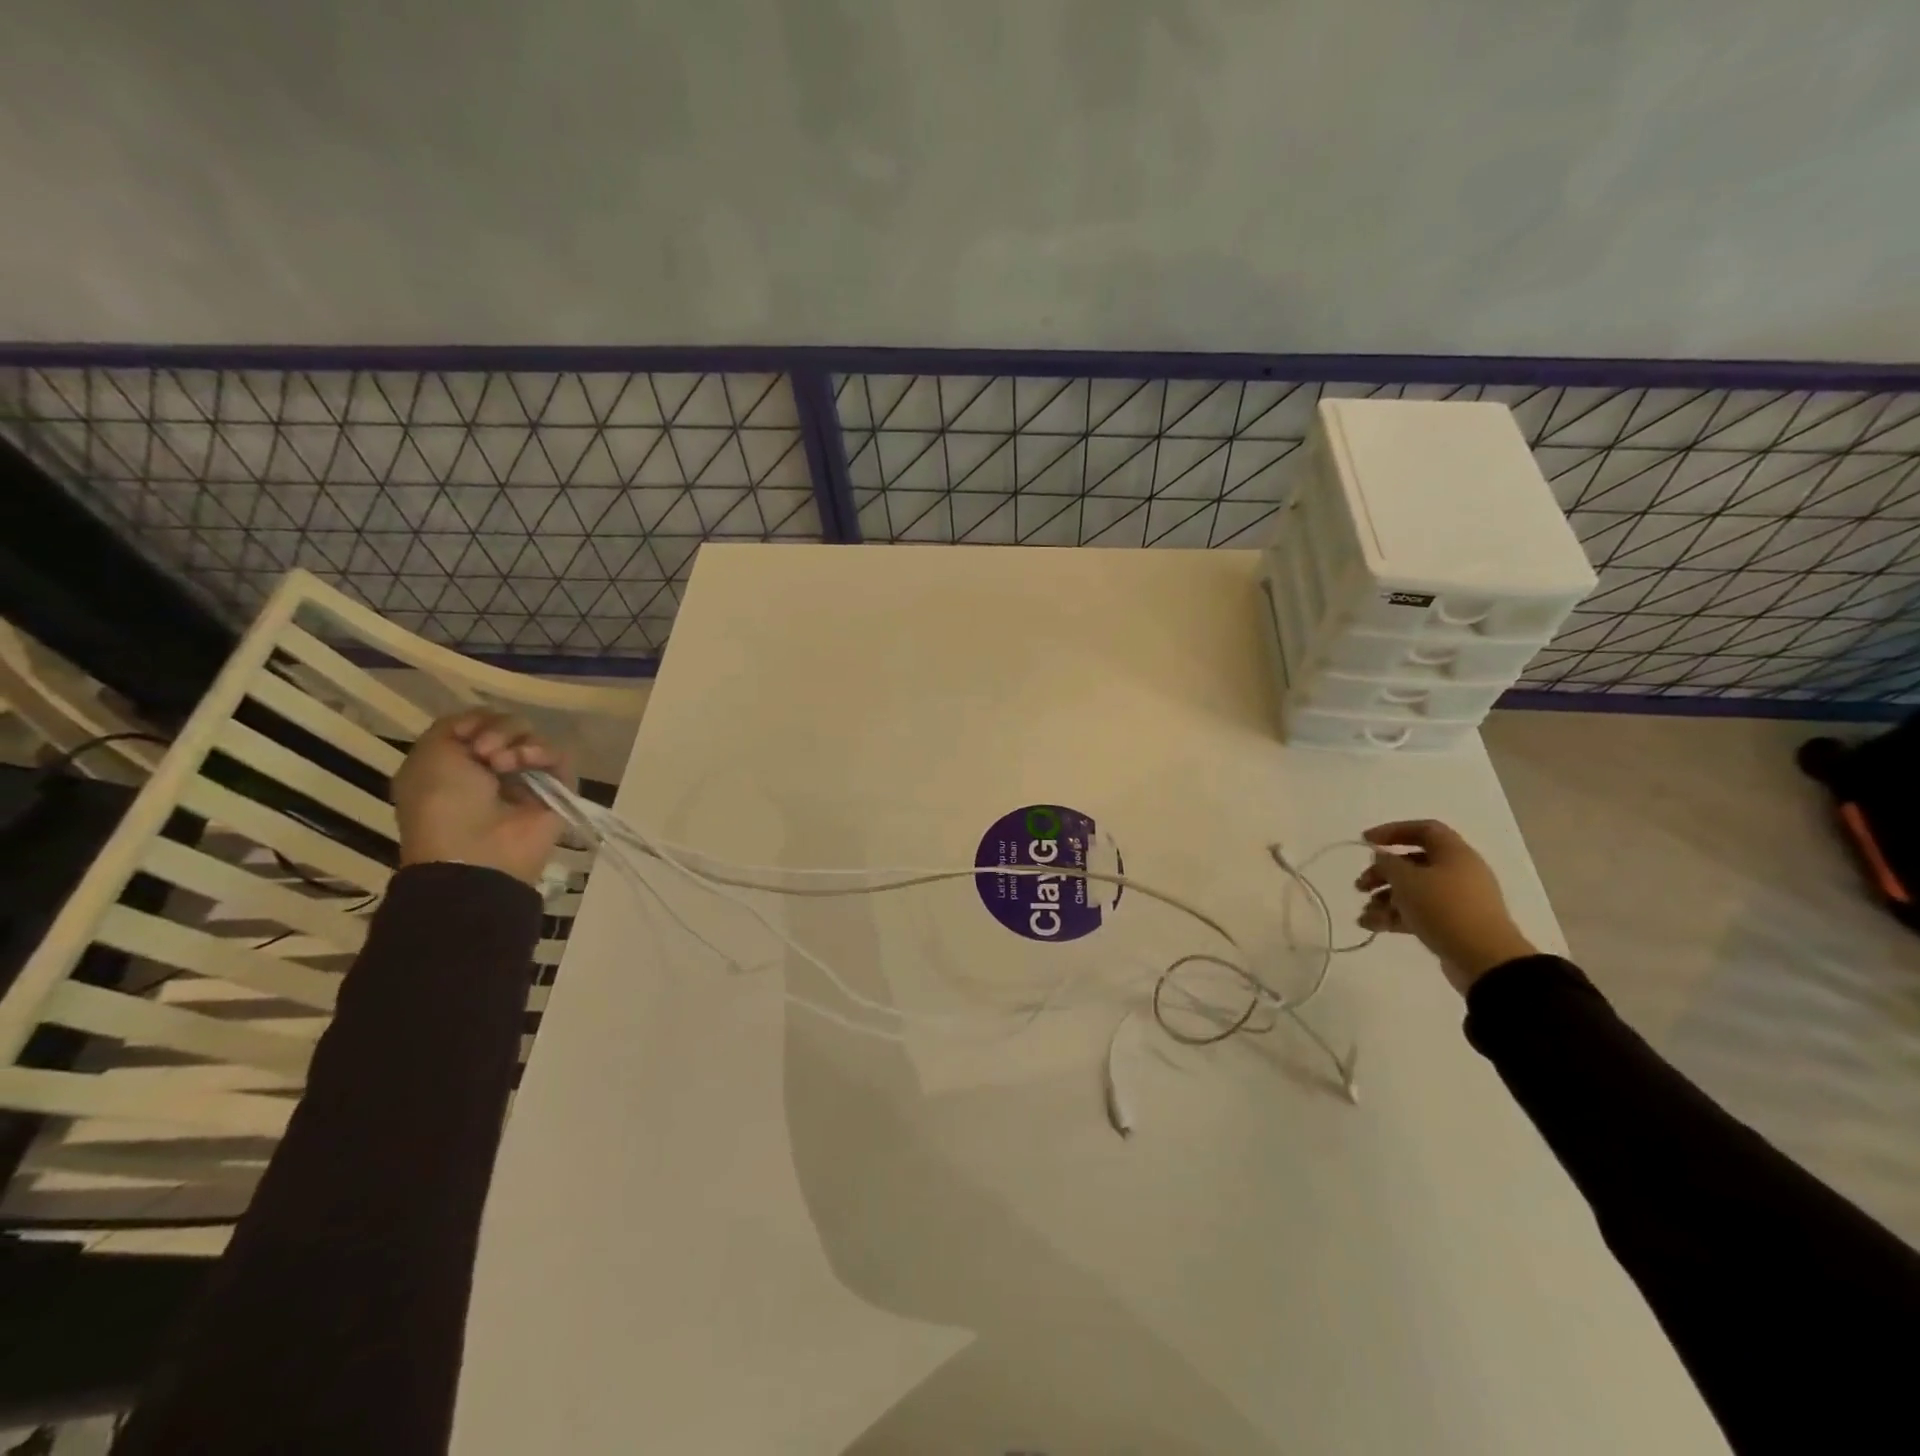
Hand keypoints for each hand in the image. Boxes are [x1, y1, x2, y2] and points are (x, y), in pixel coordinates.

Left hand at [392, 711, 569, 886]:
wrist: (474, 850)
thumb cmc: (442, 803)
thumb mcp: (429, 754)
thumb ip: (455, 724)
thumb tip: (488, 723)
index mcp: (461, 761)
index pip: (483, 721)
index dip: (478, 720)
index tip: (468, 736)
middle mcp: (495, 767)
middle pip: (511, 725)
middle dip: (499, 730)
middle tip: (485, 753)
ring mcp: (528, 779)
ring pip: (535, 738)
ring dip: (518, 743)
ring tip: (504, 764)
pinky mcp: (558, 790)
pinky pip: (559, 757)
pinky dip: (543, 753)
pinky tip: (527, 762)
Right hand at [1356, 820, 1537, 995]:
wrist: (1484, 959)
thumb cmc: (1444, 908)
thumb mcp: (1407, 880)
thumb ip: (1388, 863)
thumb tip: (1383, 857)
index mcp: (1454, 853)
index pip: (1423, 829)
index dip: (1392, 831)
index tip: (1365, 842)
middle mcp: (1458, 872)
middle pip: (1413, 862)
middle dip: (1382, 873)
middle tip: (1360, 886)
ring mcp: (1457, 900)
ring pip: (1414, 890)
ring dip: (1385, 899)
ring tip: (1365, 915)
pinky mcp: (1453, 923)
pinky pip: (1420, 912)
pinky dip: (1396, 916)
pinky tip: (1372, 926)